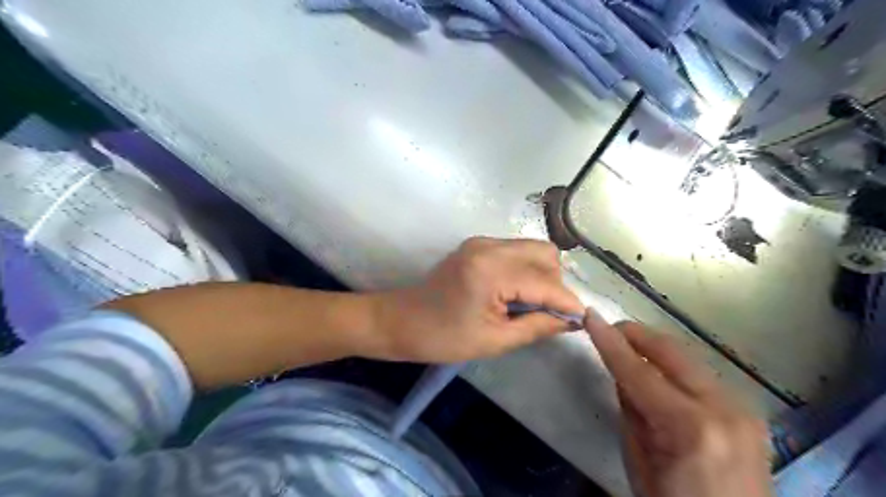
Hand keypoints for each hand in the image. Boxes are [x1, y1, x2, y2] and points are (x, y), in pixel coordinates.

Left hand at [370, 236, 586, 360]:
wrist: (401, 321)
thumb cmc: (443, 338)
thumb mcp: (495, 340)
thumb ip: (537, 326)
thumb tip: (571, 320)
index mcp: (492, 271)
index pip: (546, 282)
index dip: (567, 303)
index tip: (581, 321)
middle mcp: (490, 247)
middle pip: (545, 255)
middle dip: (555, 284)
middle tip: (548, 314)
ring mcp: (482, 242)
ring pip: (533, 249)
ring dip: (542, 275)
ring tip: (530, 304)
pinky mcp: (477, 245)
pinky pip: (516, 250)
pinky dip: (526, 269)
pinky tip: (515, 292)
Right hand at [587, 314, 776, 496]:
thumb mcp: (638, 462)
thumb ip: (630, 410)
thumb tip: (622, 374)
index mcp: (690, 427)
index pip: (638, 371)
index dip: (610, 342)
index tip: (590, 316)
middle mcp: (723, 408)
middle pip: (671, 352)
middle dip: (636, 335)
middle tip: (609, 329)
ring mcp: (742, 408)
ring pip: (687, 358)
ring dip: (655, 349)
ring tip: (629, 351)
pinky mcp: (747, 412)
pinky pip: (701, 376)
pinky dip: (674, 367)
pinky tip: (658, 375)